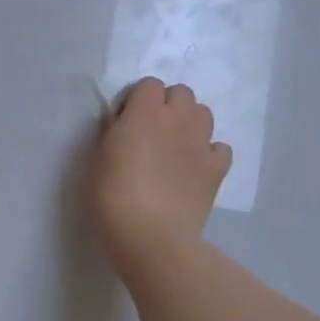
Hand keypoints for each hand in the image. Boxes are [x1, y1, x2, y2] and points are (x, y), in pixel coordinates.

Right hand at [91, 78, 231, 271]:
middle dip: (168, 104)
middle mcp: (178, 119)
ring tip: (176, 144)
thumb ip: (114, 132)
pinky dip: (210, 153)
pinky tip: (197, 167)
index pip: (149, 84)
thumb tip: (122, 123)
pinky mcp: (217, 168)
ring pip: (204, 113)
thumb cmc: (113, 196)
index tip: (127, 121)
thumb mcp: (99, 158)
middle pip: (182, 92)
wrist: (151, 236)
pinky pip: (220, 148)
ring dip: (190, 122)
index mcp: (145, 112)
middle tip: (153, 130)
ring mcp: (201, 143)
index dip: (138, 99)